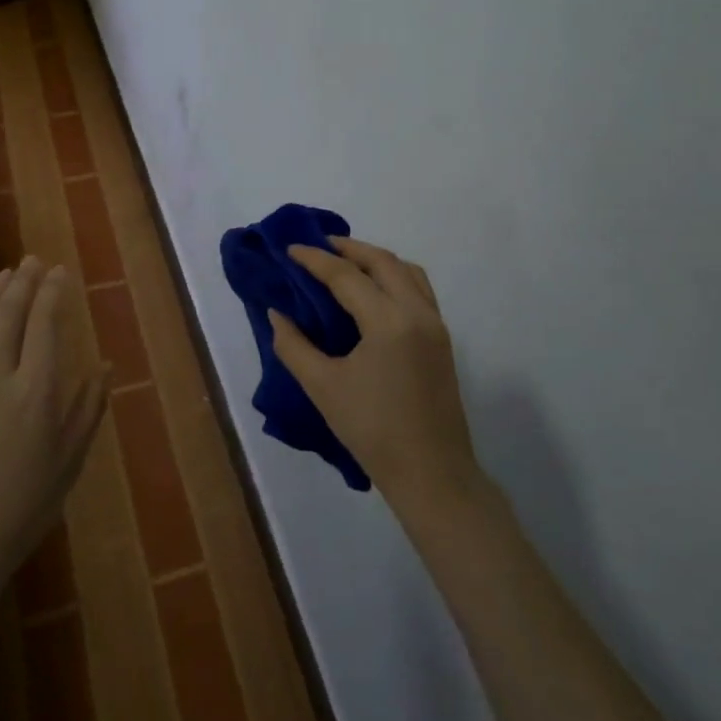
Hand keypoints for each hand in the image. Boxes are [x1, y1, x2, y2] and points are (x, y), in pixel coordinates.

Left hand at [0, 258, 109, 596]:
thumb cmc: (22, 509)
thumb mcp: (69, 462)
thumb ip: (88, 410)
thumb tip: (105, 366)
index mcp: (37, 390)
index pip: (45, 324)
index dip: (52, 292)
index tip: (58, 271)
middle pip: (10, 315)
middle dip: (24, 282)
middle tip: (33, 261)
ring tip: (5, 274)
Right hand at [273, 237, 480, 513]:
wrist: (432, 475)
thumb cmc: (372, 431)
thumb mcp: (323, 388)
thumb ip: (294, 346)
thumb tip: (277, 314)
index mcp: (388, 321)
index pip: (346, 276)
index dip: (315, 260)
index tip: (289, 249)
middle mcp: (416, 312)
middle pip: (382, 261)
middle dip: (348, 248)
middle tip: (318, 246)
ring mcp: (435, 324)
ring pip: (406, 270)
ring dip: (375, 259)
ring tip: (346, 262)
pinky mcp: (442, 339)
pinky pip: (418, 289)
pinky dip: (394, 276)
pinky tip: (374, 290)